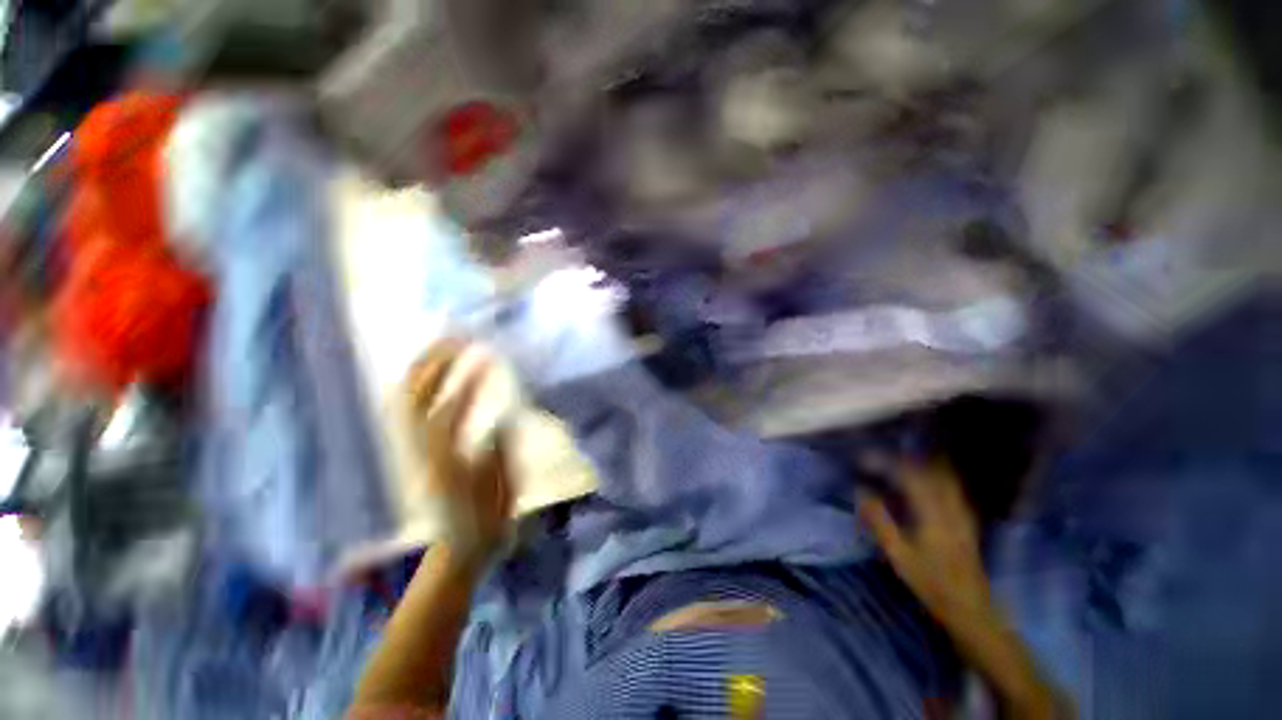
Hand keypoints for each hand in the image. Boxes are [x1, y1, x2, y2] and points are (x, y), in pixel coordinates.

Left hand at [405, 340, 513, 562]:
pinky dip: (419, 385)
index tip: (484, 356)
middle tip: (457, 337)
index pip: (449, 413)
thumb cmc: (487, 524)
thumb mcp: (502, 494)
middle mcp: (424, 453)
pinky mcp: (418, 452)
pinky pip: (411, 411)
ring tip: (444, 344)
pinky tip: (433, 372)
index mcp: (447, 464)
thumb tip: (502, 417)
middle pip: (416, 400)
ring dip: (423, 369)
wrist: (459, 552)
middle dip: (433, 364)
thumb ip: (500, 455)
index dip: (465, 382)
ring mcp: (416, 452)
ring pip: (407, 402)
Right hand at [860, 461, 991, 625]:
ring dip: (923, 465)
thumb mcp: (898, 553)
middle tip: (882, 459)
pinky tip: (927, 483)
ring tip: (901, 464)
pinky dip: (938, 478)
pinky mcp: (967, 521)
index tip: (864, 460)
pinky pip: (953, 489)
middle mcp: (951, 506)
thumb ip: (879, 520)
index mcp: (933, 513)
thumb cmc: (930, 582)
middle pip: (932, 469)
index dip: (886, 462)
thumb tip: (861, 490)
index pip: (909, 475)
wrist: (970, 608)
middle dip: (905, 459)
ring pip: (946, 477)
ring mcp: (962, 513)